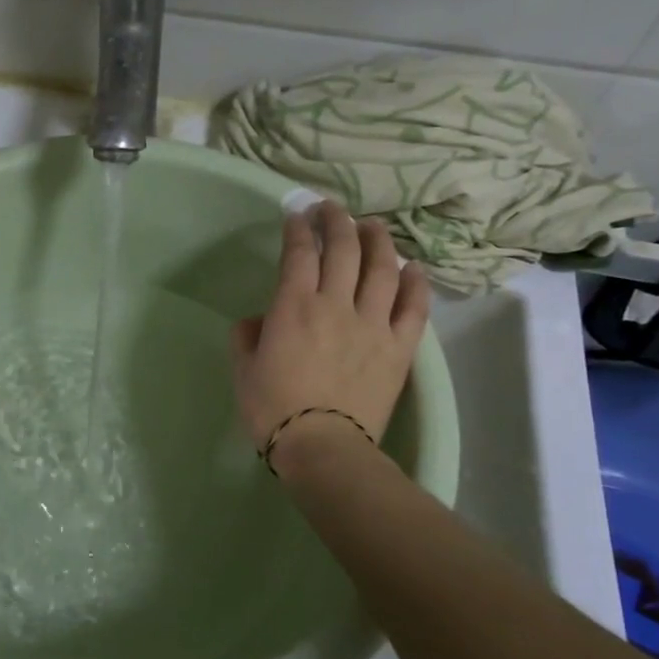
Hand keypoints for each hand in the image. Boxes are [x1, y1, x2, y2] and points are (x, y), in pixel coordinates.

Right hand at [230, 201, 430, 457]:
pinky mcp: (398, 347)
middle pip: (343, 250)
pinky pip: (413, 307)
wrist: (323, 448)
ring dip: (377, 241)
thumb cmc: (273, 410)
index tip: (297, 215)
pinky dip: (415, 283)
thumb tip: (258, 322)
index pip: (298, 253)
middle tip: (331, 210)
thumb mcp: (243, 371)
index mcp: (294, 307)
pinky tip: (412, 268)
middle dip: (336, 222)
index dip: (298, 229)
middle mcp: (336, 304)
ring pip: (381, 269)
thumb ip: (247, 337)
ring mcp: (372, 324)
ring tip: (372, 227)